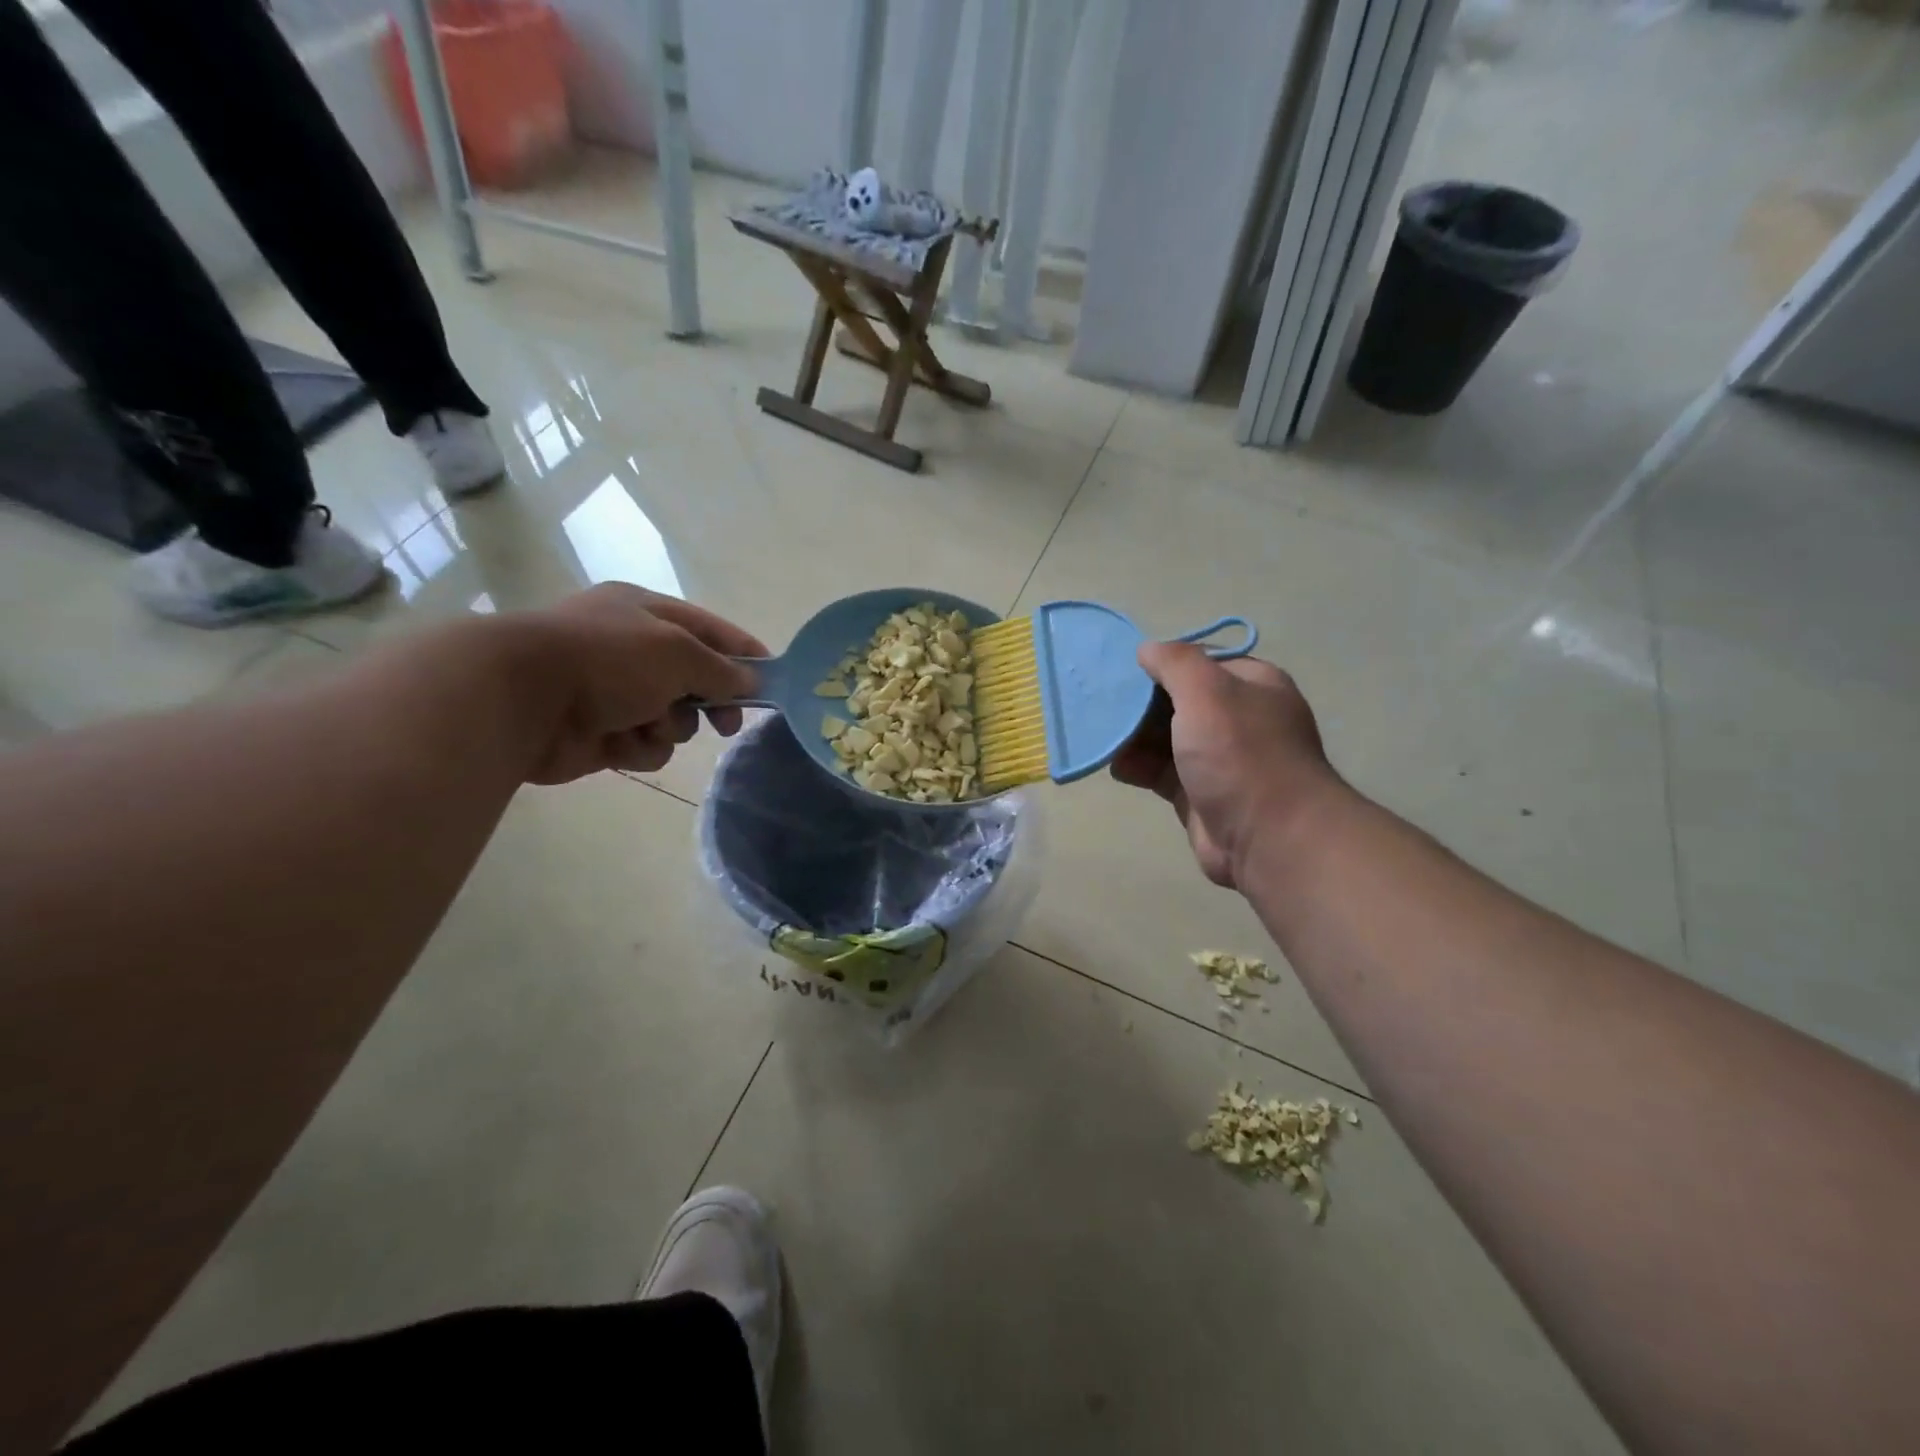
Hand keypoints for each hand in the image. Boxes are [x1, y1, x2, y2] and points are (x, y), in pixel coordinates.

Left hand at [516, 583, 767, 784]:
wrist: (520, 699)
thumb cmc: (607, 659)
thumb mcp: (677, 651)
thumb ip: (721, 668)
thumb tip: (752, 680)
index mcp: (645, 613)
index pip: (709, 630)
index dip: (743, 653)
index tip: (772, 679)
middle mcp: (631, 650)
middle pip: (695, 679)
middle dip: (711, 702)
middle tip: (726, 724)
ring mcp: (614, 693)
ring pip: (673, 719)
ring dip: (669, 726)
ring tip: (648, 724)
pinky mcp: (601, 734)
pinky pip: (644, 745)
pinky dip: (640, 746)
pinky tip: (621, 742)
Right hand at [1110, 643, 1335, 888]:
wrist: (1270, 837)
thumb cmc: (1240, 753)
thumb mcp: (1208, 691)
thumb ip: (1176, 663)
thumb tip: (1148, 649)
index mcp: (1251, 684)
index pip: (1199, 661)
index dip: (1161, 663)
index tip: (1122, 669)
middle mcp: (1236, 718)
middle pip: (1176, 699)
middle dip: (1139, 703)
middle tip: (1102, 703)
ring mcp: (1218, 758)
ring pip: (1164, 737)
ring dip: (1132, 736)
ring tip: (1103, 736)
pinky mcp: (1198, 793)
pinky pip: (1160, 772)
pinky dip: (1137, 766)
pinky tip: (1117, 766)